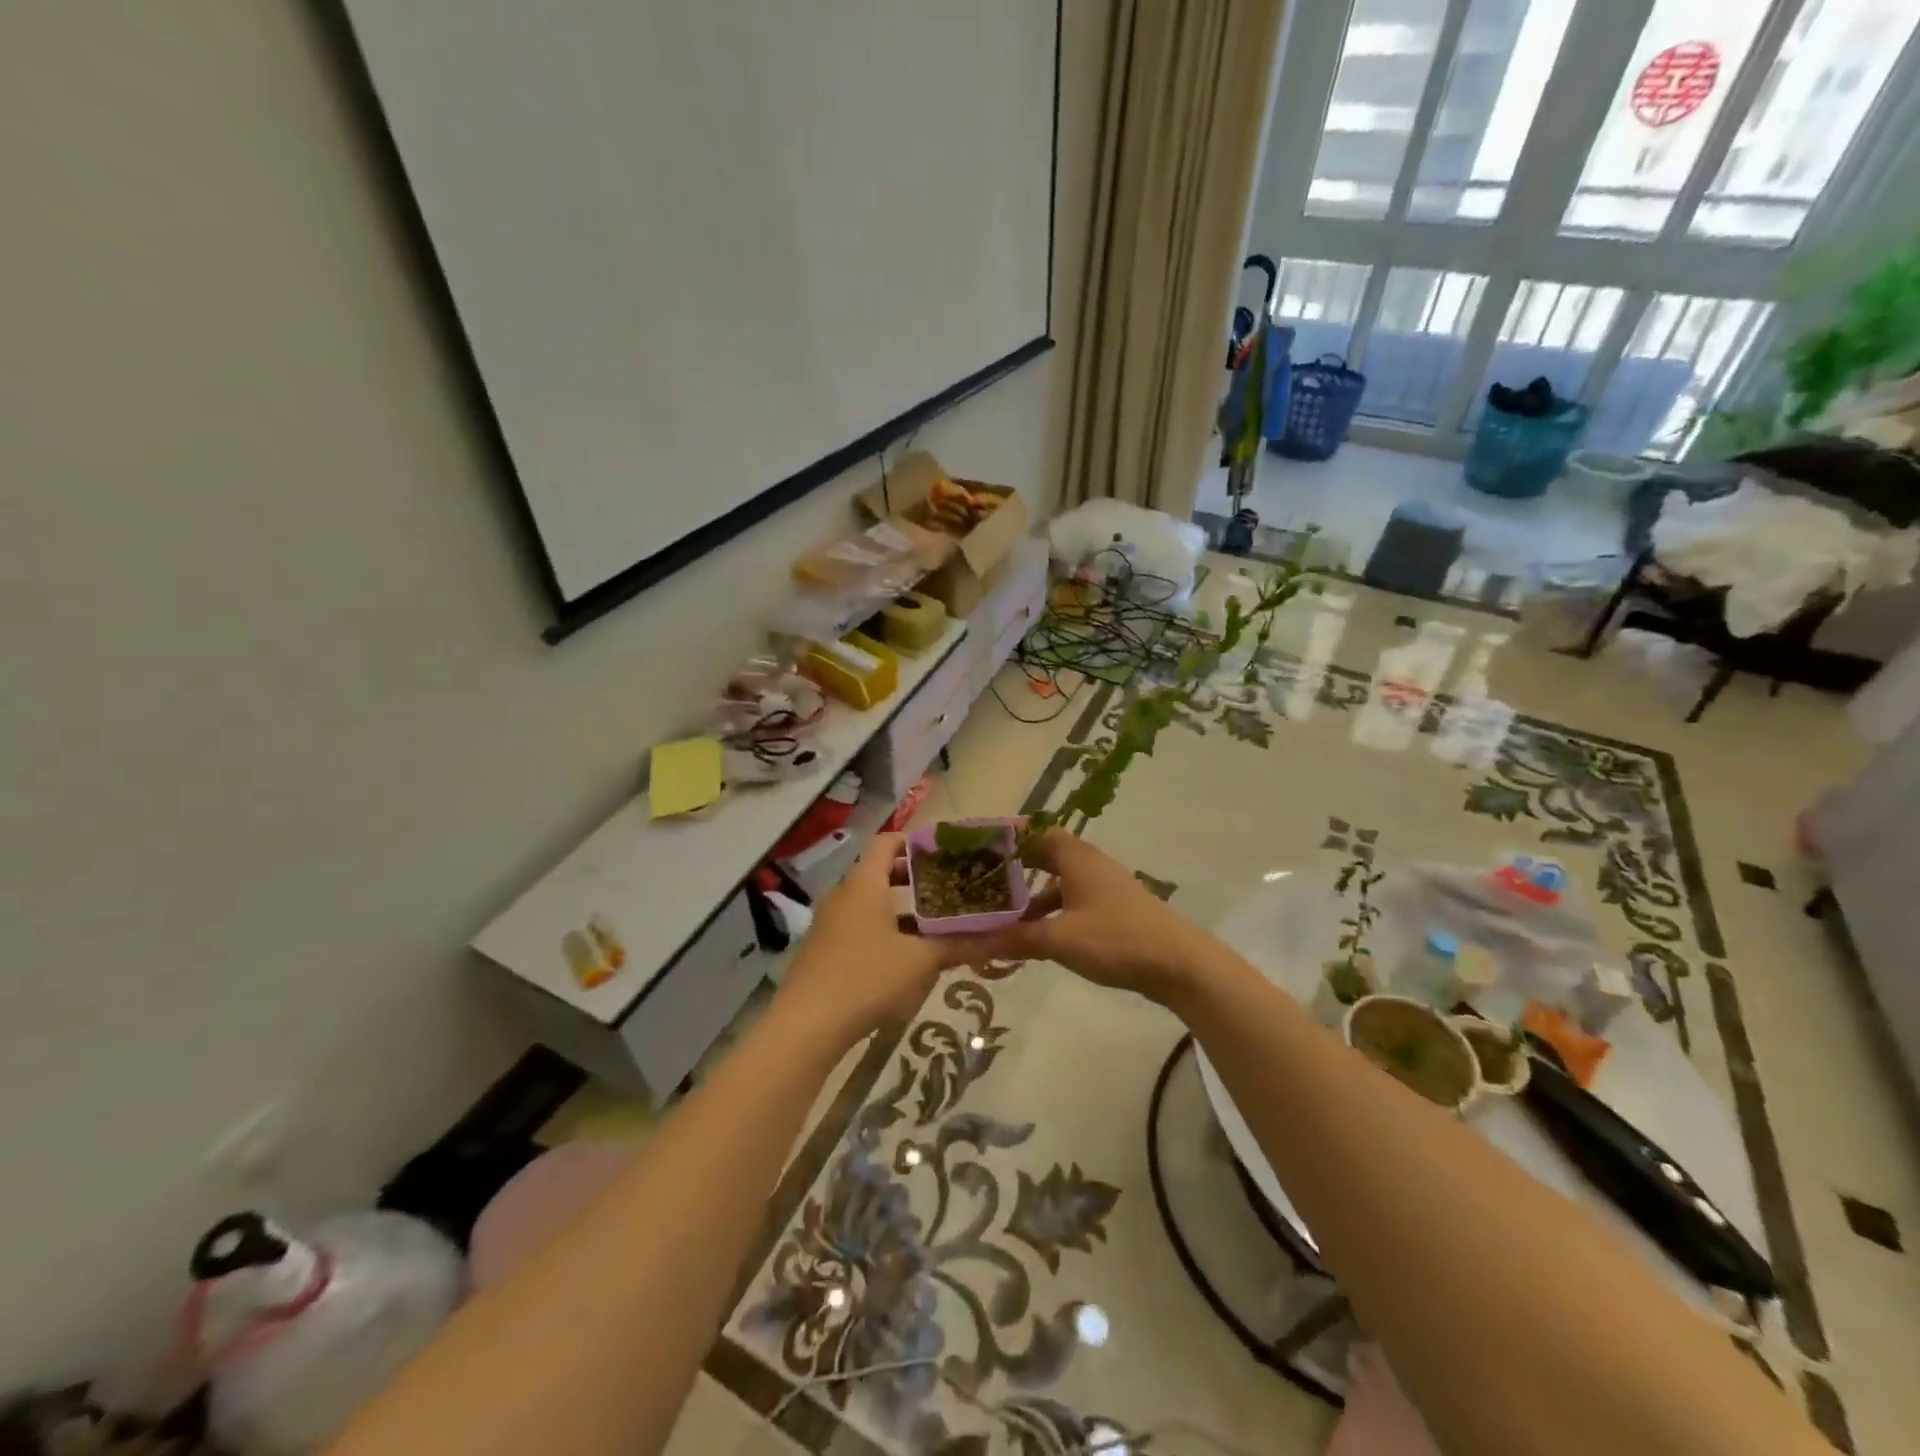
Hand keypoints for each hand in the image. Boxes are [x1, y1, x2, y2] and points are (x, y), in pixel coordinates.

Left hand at [772, 833, 983, 1048]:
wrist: (805, 1027)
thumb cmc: (865, 979)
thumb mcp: (920, 961)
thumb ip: (961, 944)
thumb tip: (1005, 934)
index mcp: (864, 884)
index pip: (887, 842)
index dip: (916, 840)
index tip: (947, 851)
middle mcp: (844, 895)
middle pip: (880, 870)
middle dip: (915, 875)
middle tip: (950, 883)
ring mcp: (830, 923)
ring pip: (871, 901)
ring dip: (902, 905)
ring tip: (937, 919)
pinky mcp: (825, 949)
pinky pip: (860, 924)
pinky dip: (886, 927)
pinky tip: (908, 953)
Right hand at [963, 830, 1208, 1004]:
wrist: (1179, 964)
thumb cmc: (1116, 939)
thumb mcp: (1060, 939)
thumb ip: (1016, 939)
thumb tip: (971, 943)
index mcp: (1076, 858)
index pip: (1037, 832)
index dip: (1010, 836)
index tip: (980, 845)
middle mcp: (1090, 865)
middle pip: (1046, 856)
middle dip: (1016, 869)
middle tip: (982, 881)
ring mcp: (1104, 888)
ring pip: (1059, 884)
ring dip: (1032, 897)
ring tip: (1002, 917)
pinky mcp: (1114, 911)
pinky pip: (1073, 903)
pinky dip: (1052, 914)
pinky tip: (1038, 939)